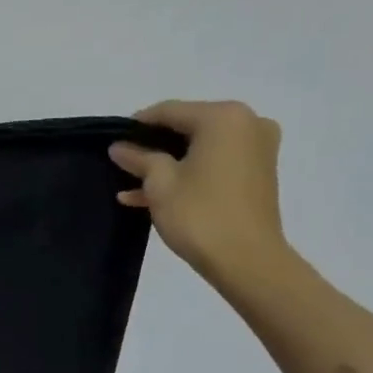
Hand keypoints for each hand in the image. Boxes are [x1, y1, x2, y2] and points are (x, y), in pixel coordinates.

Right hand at [110, 100, 289, 287]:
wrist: (247, 261)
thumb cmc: (200, 215)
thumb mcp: (160, 184)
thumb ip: (138, 158)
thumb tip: (119, 147)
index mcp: (224, 117)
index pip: (170, 111)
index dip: (138, 125)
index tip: (114, 141)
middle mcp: (247, 123)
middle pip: (188, 128)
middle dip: (154, 148)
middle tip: (125, 164)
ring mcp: (257, 149)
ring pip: (200, 150)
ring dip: (168, 166)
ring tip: (132, 186)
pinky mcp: (258, 174)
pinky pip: (215, 164)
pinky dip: (189, 175)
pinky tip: (154, 196)